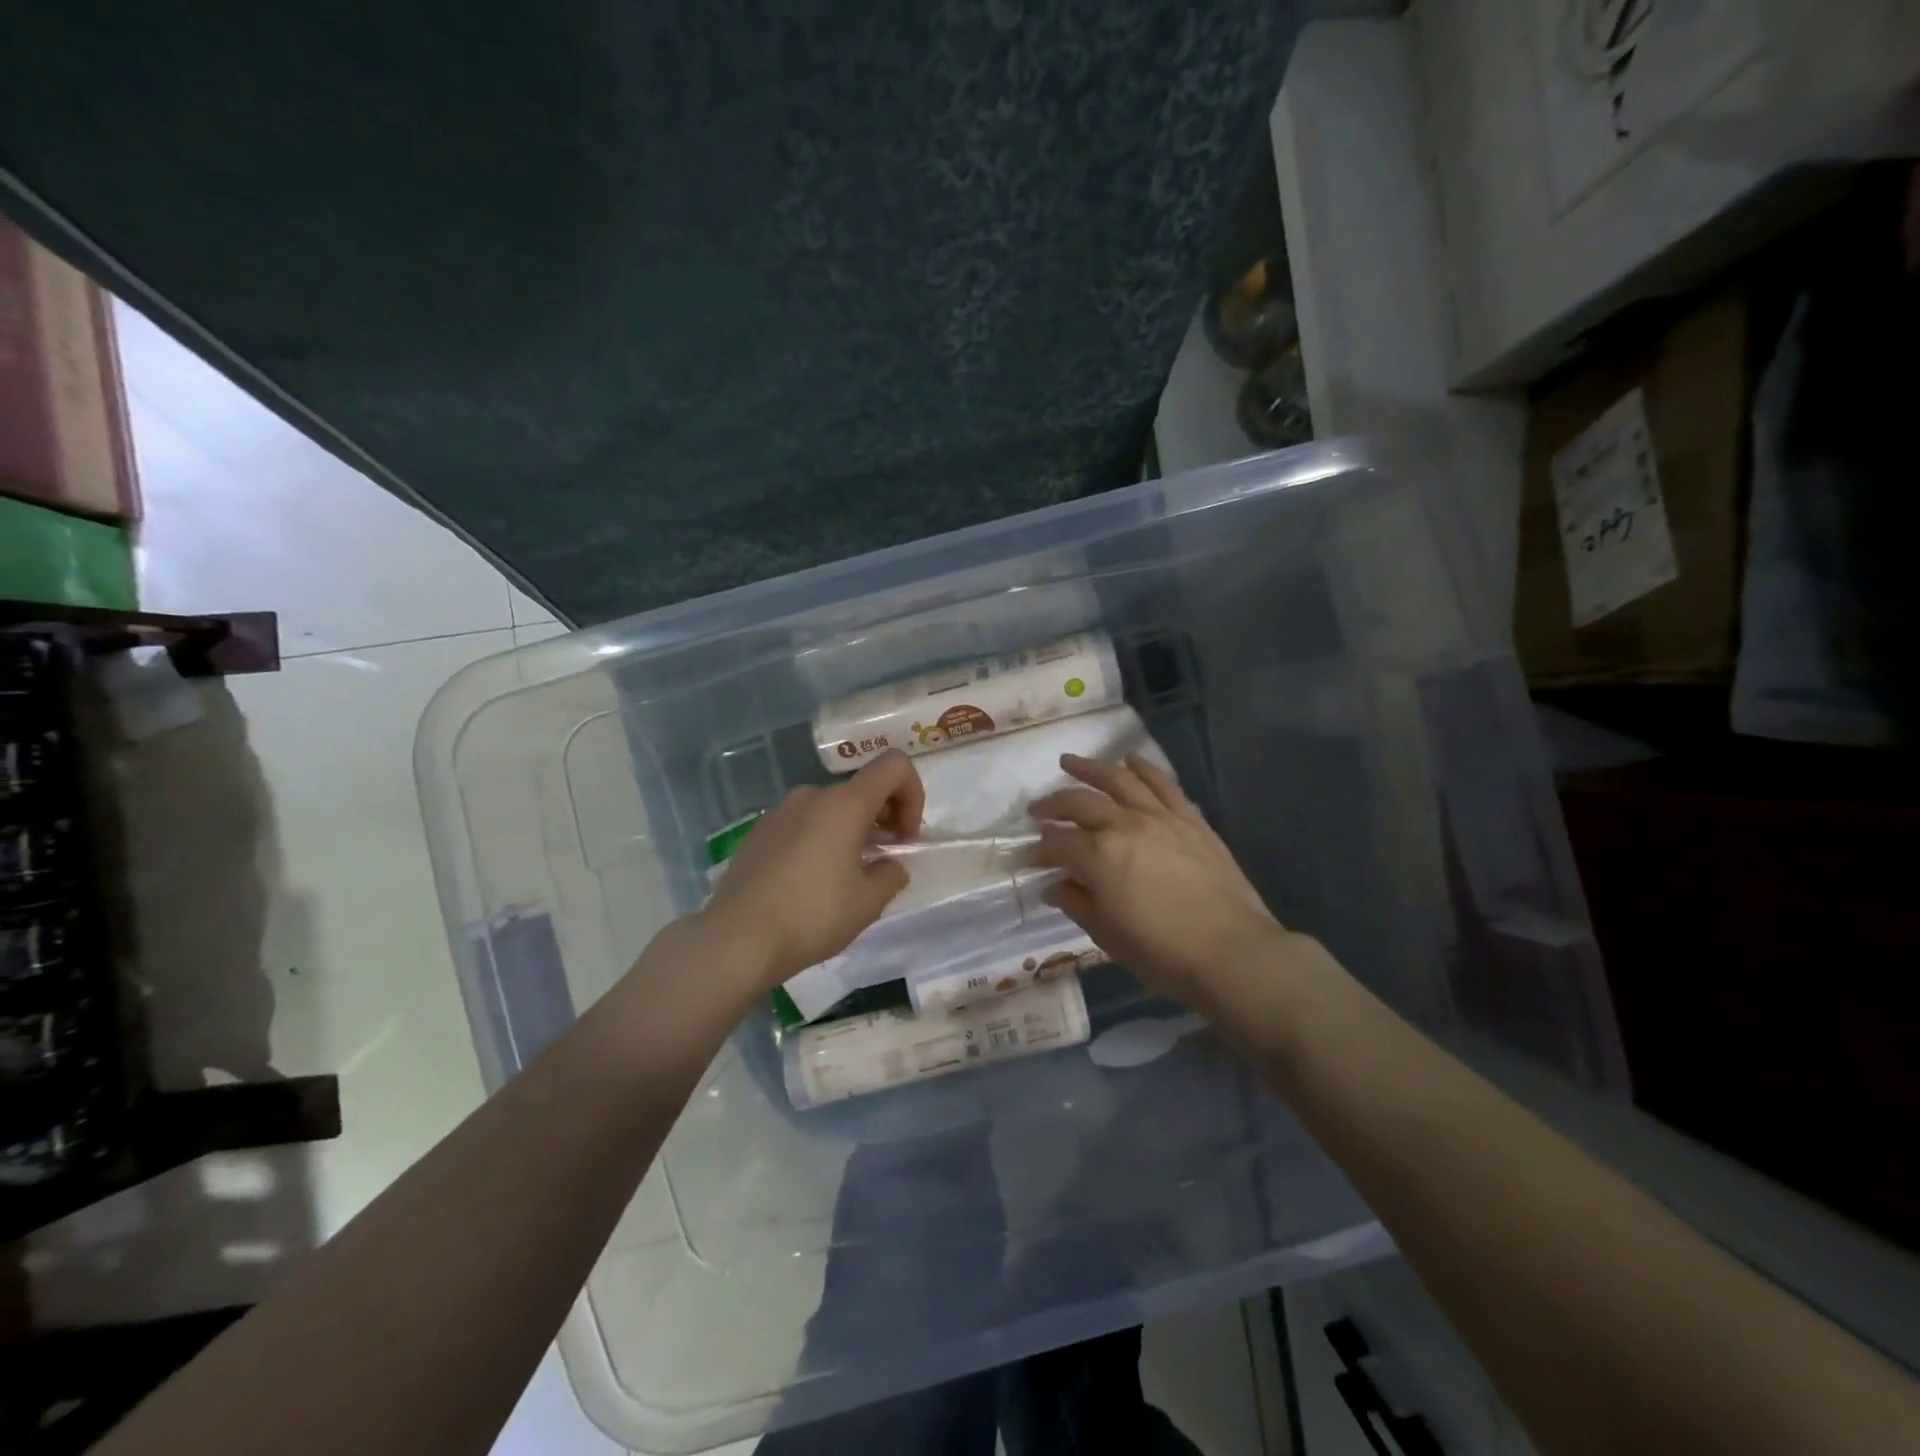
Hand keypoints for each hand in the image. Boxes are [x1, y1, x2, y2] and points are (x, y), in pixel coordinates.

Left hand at [700, 749, 924, 986]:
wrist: (736, 939)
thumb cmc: (812, 915)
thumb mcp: (868, 902)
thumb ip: (891, 874)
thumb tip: (889, 865)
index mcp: (844, 803)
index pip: (894, 765)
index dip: (913, 794)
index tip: (905, 836)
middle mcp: (812, 796)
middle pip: (861, 788)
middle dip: (883, 817)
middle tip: (883, 859)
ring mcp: (780, 812)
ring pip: (831, 808)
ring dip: (851, 831)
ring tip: (847, 876)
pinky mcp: (758, 833)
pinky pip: (803, 824)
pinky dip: (820, 840)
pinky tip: (811, 882)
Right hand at [1028, 753, 1296, 1010]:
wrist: (1233, 952)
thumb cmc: (1163, 954)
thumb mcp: (1107, 936)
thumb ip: (1077, 904)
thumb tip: (1054, 886)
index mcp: (1098, 856)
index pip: (1057, 844)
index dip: (1039, 850)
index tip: (1029, 858)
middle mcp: (1125, 825)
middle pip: (1080, 803)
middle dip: (1053, 805)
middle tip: (1037, 810)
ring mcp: (1160, 817)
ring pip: (1119, 780)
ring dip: (1090, 768)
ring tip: (1070, 761)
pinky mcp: (1190, 819)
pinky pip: (1163, 784)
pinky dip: (1144, 768)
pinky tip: (1130, 760)